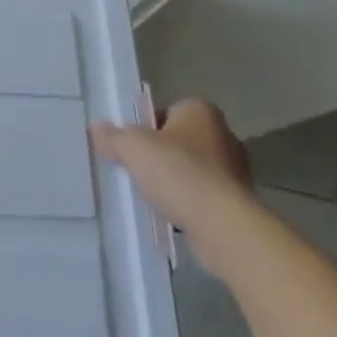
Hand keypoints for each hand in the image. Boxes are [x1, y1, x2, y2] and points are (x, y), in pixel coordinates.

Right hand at [91, 98, 252, 236]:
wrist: (223, 227)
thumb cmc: (178, 173)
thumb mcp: (133, 148)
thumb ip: (113, 136)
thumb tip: (96, 128)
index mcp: (199, 110)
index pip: (166, 112)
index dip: (146, 128)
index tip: (133, 148)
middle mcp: (223, 133)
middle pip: (180, 140)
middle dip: (162, 156)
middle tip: (139, 171)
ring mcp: (236, 170)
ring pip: (194, 170)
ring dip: (177, 182)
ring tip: (154, 198)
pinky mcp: (240, 203)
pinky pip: (205, 197)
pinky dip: (191, 204)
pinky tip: (174, 216)